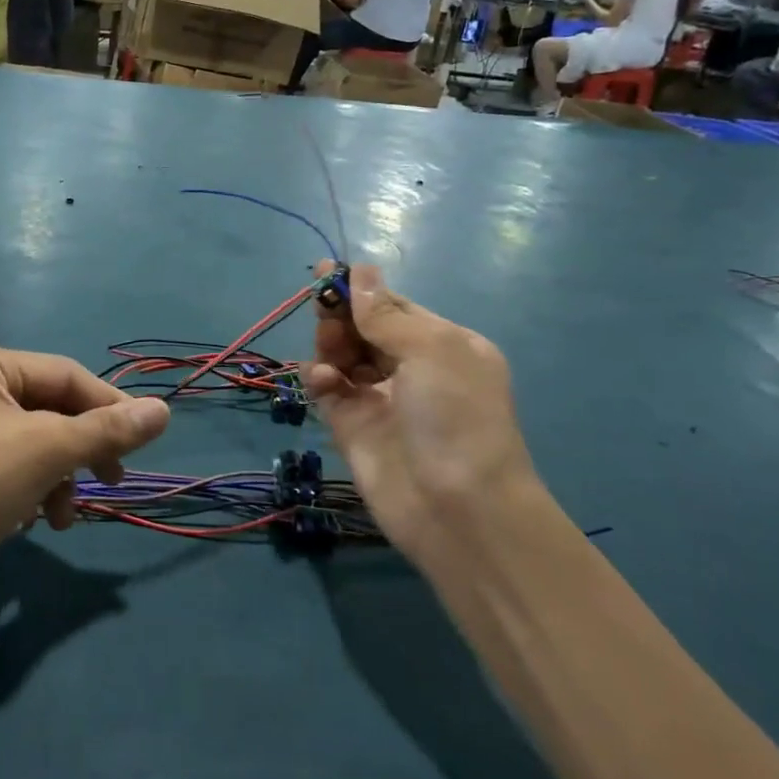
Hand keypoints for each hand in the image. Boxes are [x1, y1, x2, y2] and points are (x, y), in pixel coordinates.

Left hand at [0, 340, 169, 583]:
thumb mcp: (46, 452)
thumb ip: (107, 430)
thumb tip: (163, 410)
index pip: (65, 374)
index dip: (109, 407)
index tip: (141, 445)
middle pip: (48, 408)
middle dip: (79, 450)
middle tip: (110, 482)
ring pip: (31, 440)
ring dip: (56, 476)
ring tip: (61, 517)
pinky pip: (6, 462)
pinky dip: (28, 487)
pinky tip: (31, 519)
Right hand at [304, 263, 538, 553]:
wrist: (458, 509)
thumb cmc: (456, 416)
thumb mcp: (431, 350)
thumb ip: (385, 313)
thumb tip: (360, 269)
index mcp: (443, 345)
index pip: (393, 306)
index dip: (360, 290)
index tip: (324, 273)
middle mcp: (412, 368)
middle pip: (362, 329)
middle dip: (341, 316)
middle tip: (323, 311)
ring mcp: (380, 398)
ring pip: (341, 355)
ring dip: (330, 345)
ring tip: (328, 352)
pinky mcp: (352, 426)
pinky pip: (328, 389)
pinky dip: (319, 377)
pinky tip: (321, 380)